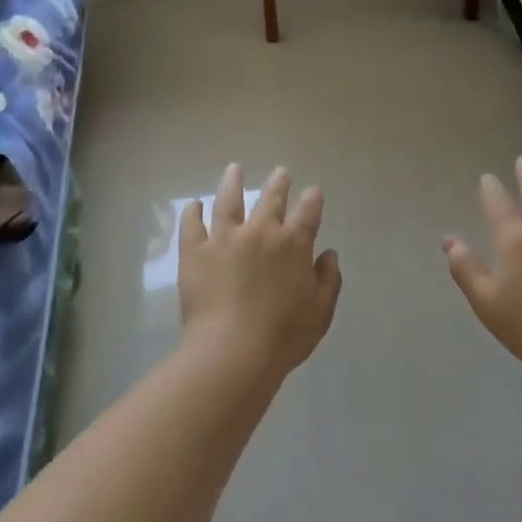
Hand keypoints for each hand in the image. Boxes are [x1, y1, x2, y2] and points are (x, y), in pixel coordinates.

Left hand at [179, 164, 342, 374]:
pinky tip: (194, 205)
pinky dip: (193, 212)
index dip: (312, 199)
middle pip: (271, 198)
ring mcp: (225, 238)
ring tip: (234, 169)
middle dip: (279, 182)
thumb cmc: (283, 336)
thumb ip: (328, 280)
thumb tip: (328, 255)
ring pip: (229, 200)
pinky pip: (192, 225)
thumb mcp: (320, 313)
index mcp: (294, 244)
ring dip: (233, 182)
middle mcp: (261, 232)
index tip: (313, 191)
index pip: (308, 212)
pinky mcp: (195, 252)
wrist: (232, 351)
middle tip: (281, 172)